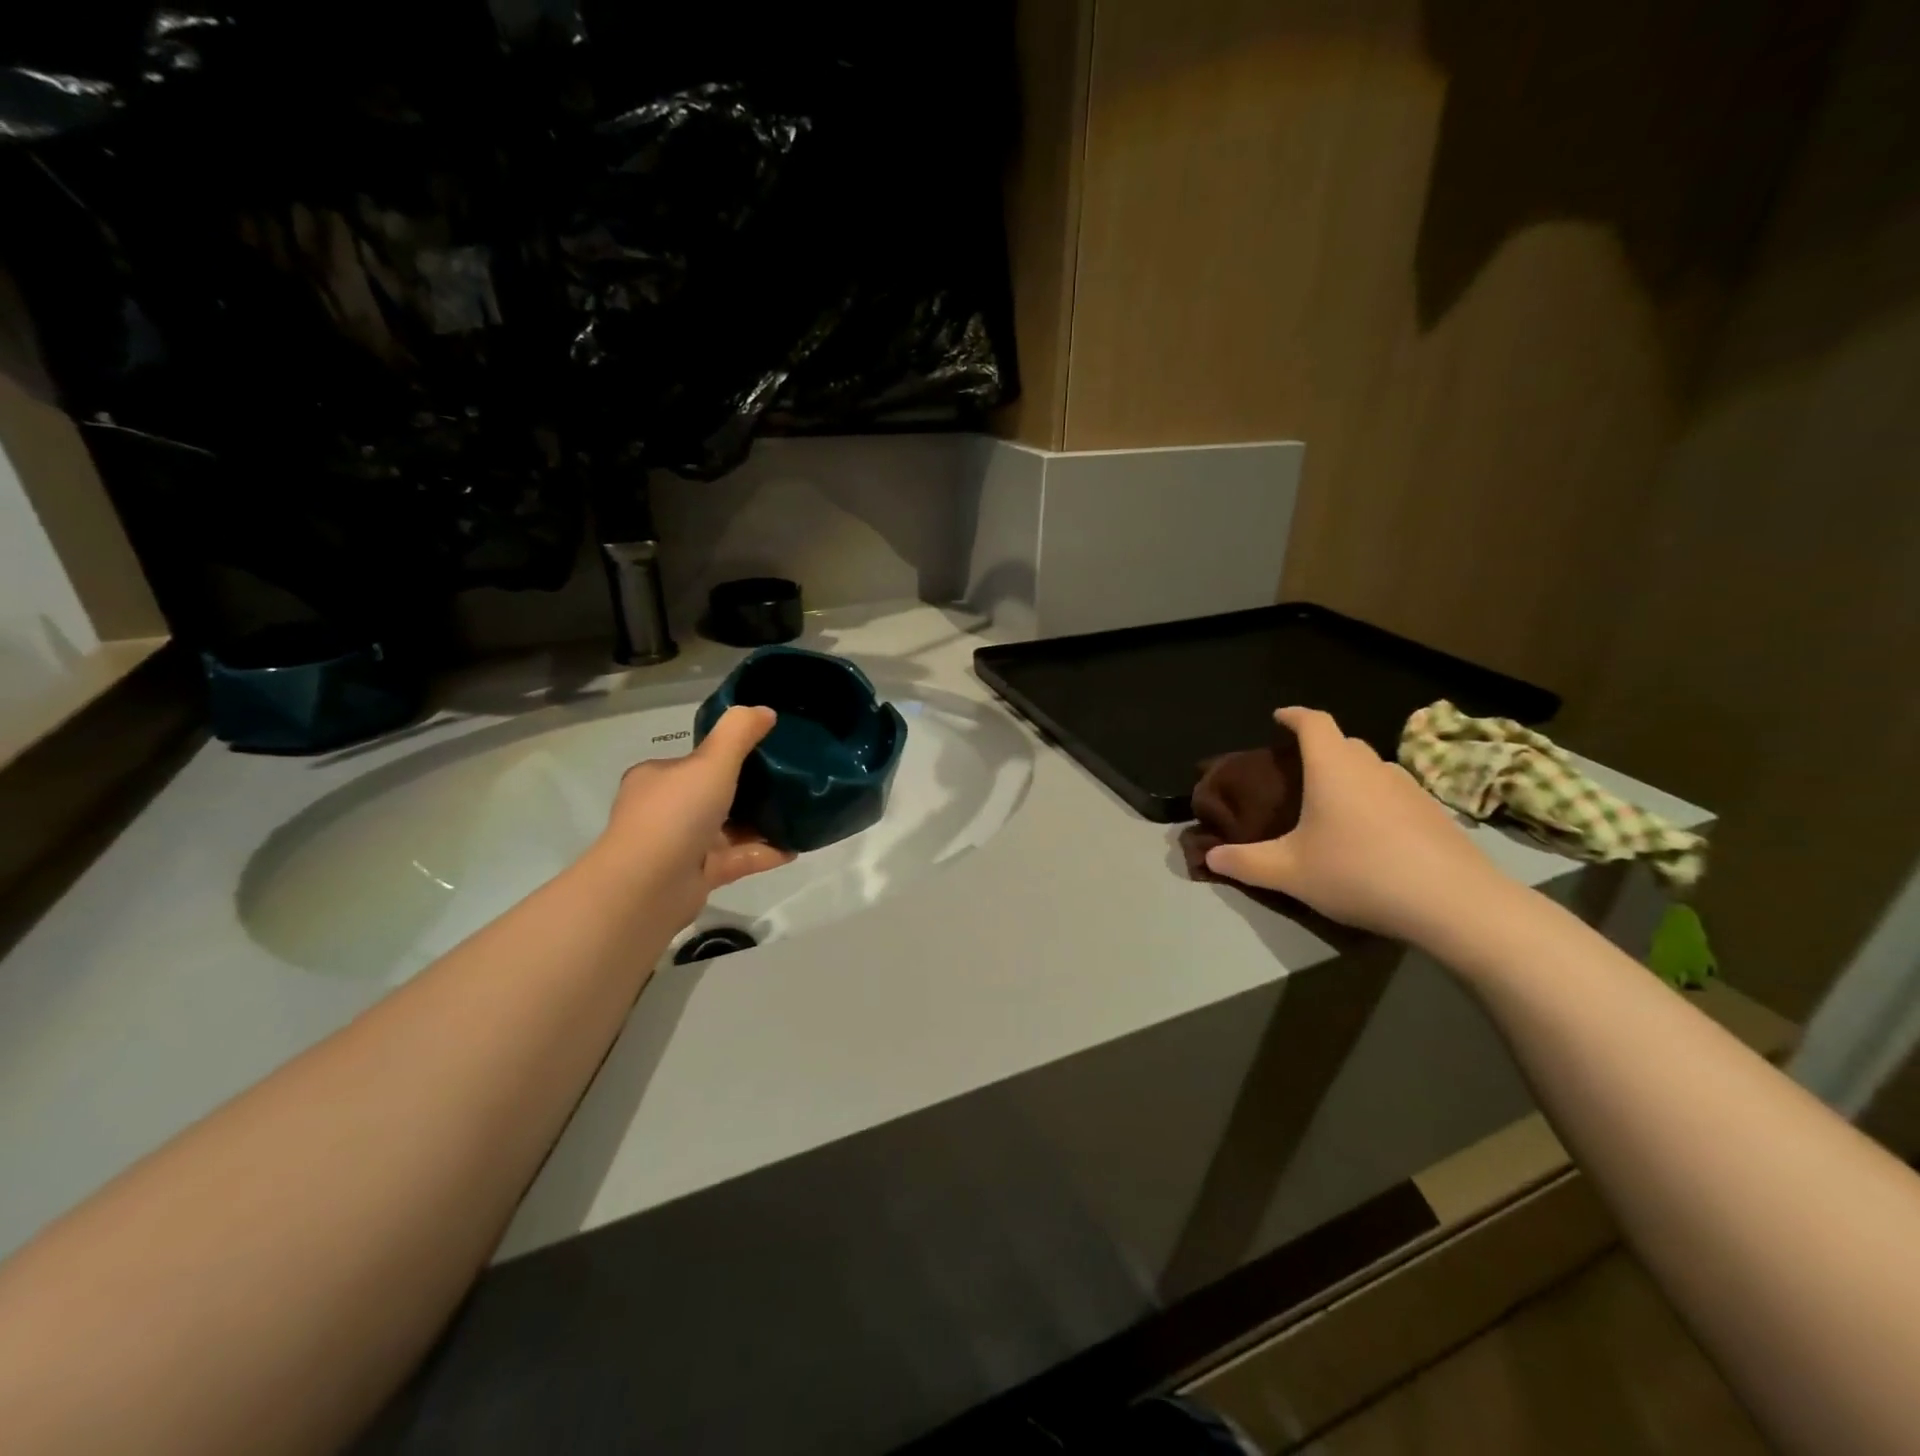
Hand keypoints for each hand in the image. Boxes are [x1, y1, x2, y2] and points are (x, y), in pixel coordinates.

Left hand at [594, 705, 794, 930]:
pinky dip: (763, 852)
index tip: (765, 752)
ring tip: (798, 815)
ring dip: (760, 824)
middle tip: (789, 784)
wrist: (647, 887)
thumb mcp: (712, 762)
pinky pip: (736, 859)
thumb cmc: (676, 814)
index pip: (694, 761)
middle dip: (750, 791)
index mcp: (658, 778)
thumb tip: (765, 711)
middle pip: (714, 795)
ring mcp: (679, 846)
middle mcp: (664, 810)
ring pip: (727, 829)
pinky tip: (793, 848)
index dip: (727, 756)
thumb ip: (739, 733)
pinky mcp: (696, 876)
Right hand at [1202, 707, 1507, 945]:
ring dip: (1351, 774)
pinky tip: (1372, 835)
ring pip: (1373, 768)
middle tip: (1299, 770)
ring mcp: (1411, 789)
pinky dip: (1377, 800)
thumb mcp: (1290, 873)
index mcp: (1333, 769)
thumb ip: (1245, 862)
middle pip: (1344, 742)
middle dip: (1320, 747)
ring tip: (1333, 804)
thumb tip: (1210, 857)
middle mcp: (1373, 768)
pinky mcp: (1436, 814)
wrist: (1455, 903)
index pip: (1314, 723)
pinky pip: (1396, 793)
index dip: (1294, 716)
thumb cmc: (1360, 873)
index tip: (1279, 717)